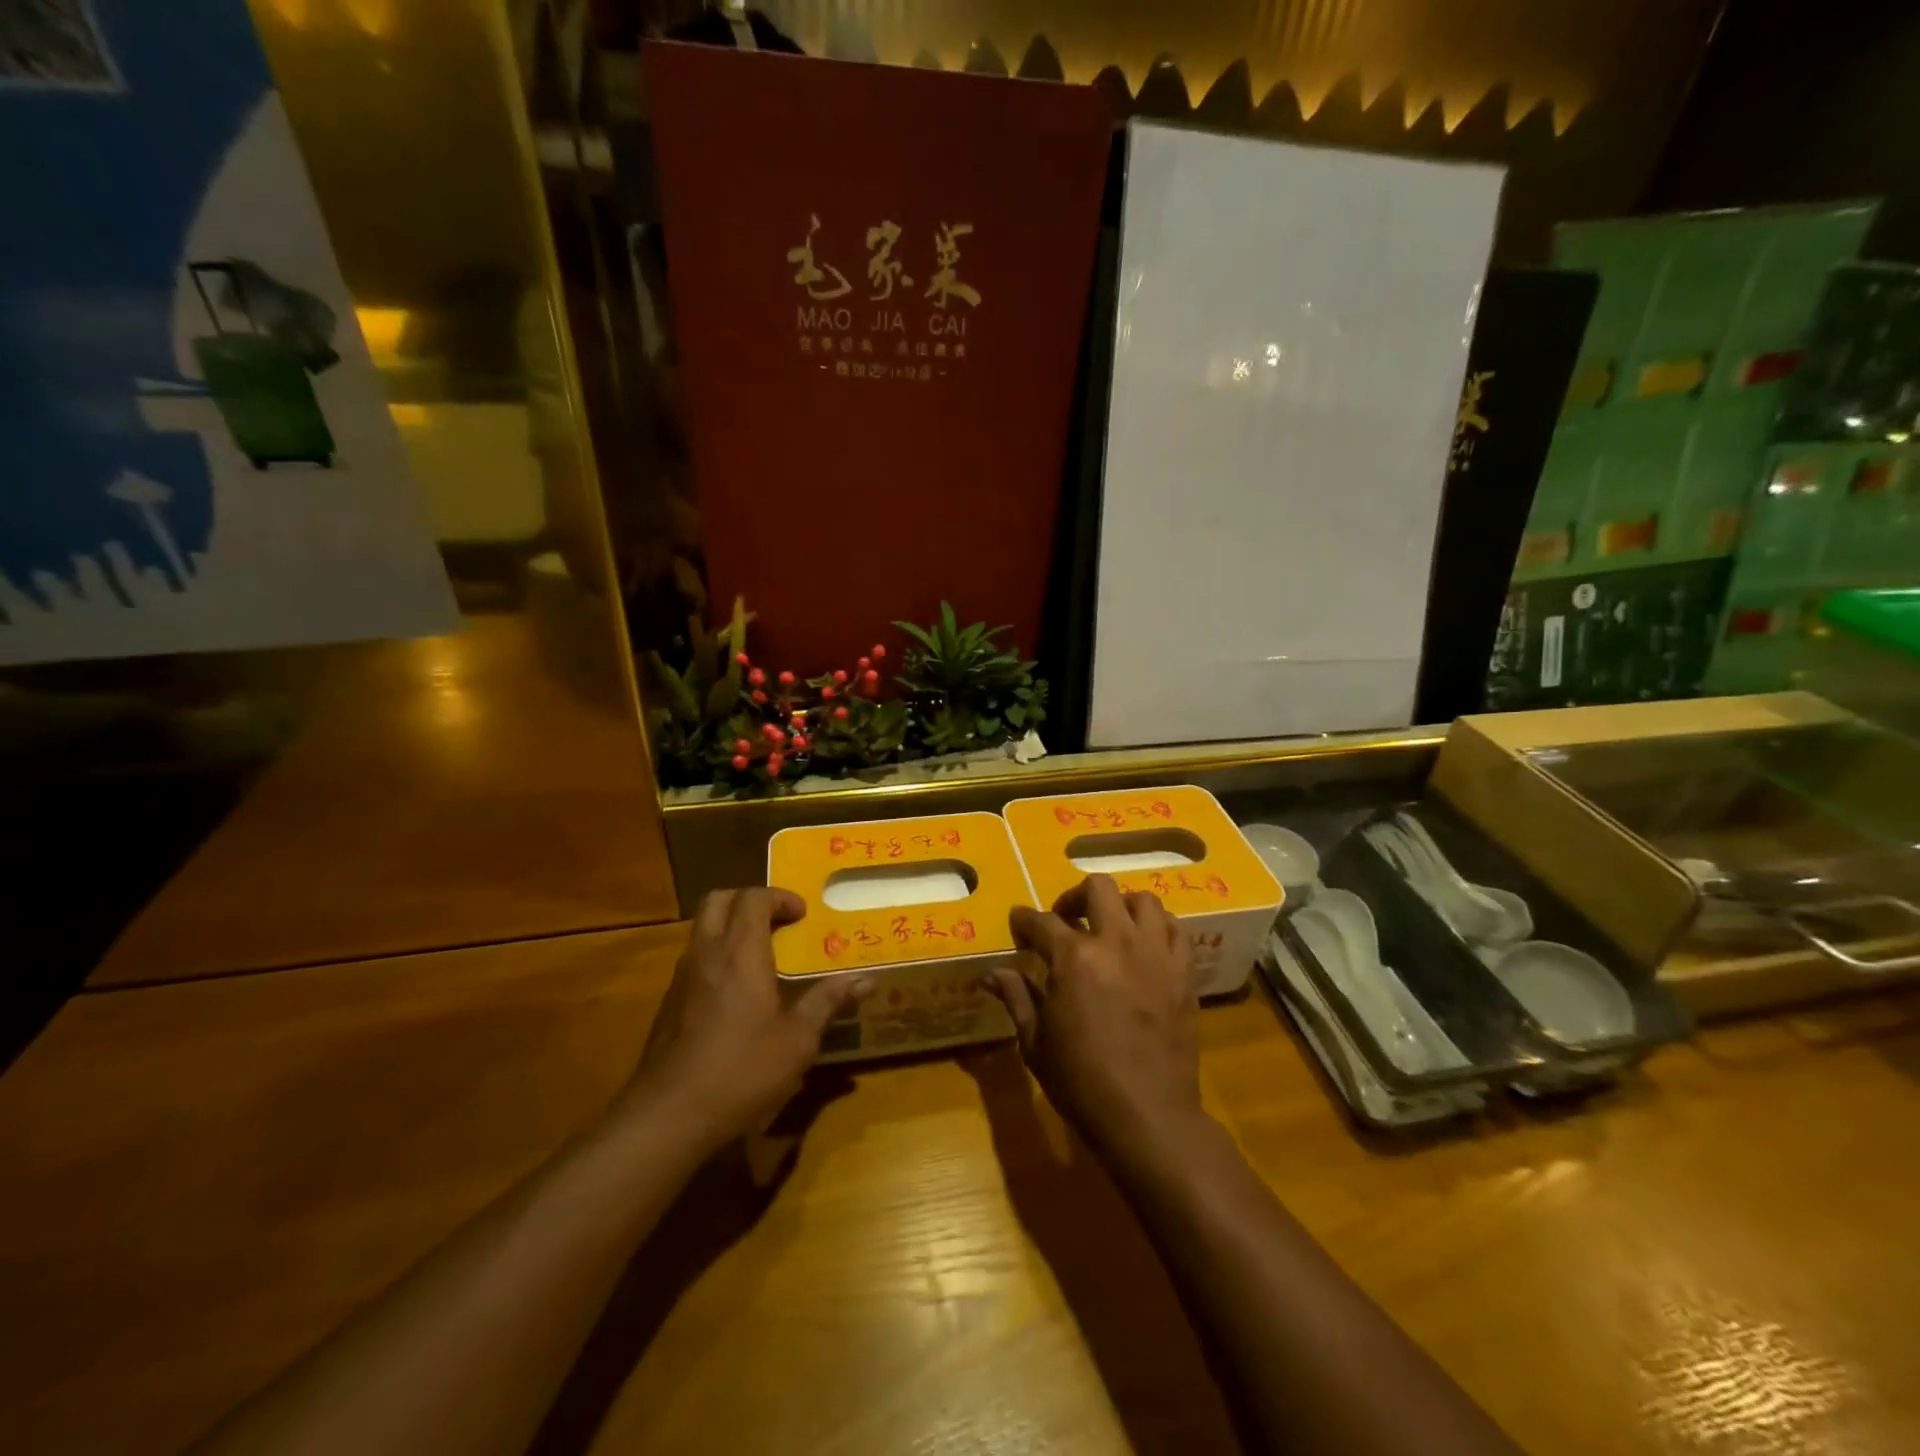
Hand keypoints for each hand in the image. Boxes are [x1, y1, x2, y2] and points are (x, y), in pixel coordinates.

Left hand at [628, 888, 865, 1150]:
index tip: (803, 914)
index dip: (780, 897)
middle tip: (778, 922)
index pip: (753, 898)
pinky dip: (717, 956)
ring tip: (762, 955)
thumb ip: (827, 1002)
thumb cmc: (741, 1070)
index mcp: (740, 953)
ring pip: (702, 929)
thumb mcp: (797, 1040)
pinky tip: (736, 994)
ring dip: (730, 927)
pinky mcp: (668, 1004)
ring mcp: (681, 978)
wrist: (667, 1116)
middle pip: (718, 900)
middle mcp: (707, 954)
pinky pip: (694, 959)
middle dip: (750, 900)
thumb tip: (865, 980)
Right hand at [990, 874, 1205, 1159]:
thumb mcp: (1036, 1043)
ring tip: (1109, 928)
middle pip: (1097, 889)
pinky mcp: (1184, 972)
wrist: (1149, 1117)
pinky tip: (1145, 945)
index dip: (1024, 921)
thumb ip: (1016, 998)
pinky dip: (1158, 927)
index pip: (1041, 922)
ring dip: (1121, 906)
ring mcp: (1155, 954)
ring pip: (1143, 900)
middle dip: (1074, 898)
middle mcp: (1116, 942)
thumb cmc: (1082, 1082)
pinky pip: (1176, 929)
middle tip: (1065, 920)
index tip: (1018, 924)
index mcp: (1074, 958)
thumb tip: (991, 973)